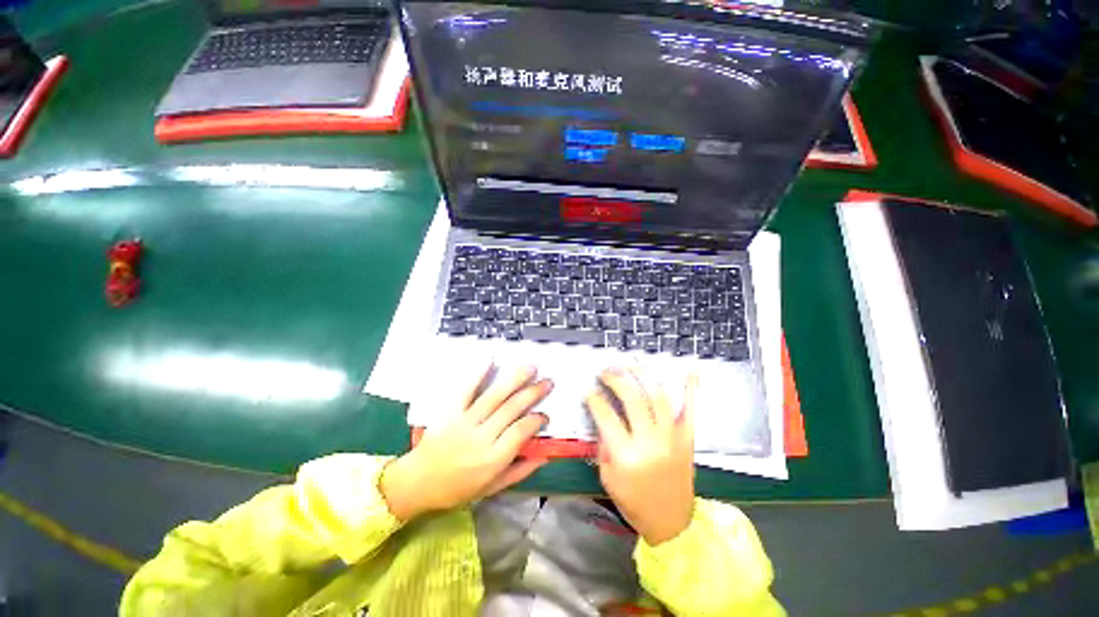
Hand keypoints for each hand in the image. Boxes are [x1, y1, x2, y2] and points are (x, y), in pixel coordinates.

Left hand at [380, 364, 550, 521]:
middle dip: (532, 393)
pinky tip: (490, 358)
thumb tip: (544, 456)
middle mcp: (481, 437)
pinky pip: (465, 390)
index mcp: (492, 459)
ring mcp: (464, 421)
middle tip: (547, 382)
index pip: (520, 432)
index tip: (544, 415)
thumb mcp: (491, 489)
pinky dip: (478, 373)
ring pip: (494, 396)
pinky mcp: (450, 411)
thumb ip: (518, 472)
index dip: (535, 421)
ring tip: (530, 367)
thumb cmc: (456, 489)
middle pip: (511, 409)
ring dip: (515, 379)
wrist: (417, 482)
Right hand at [586, 368, 696, 545]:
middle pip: (632, 397)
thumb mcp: (607, 477)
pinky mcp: (687, 438)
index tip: (588, 391)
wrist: (672, 523)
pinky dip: (691, 389)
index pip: (606, 415)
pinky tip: (689, 371)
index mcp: (627, 455)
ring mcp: (672, 437)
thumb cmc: (634, 502)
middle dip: (615, 378)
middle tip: (605, 372)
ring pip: (658, 395)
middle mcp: (650, 441)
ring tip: (630, 365)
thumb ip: (604, 444)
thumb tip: (603, 416)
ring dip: (643, 374)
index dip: (594, 399)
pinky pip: (691, 410)